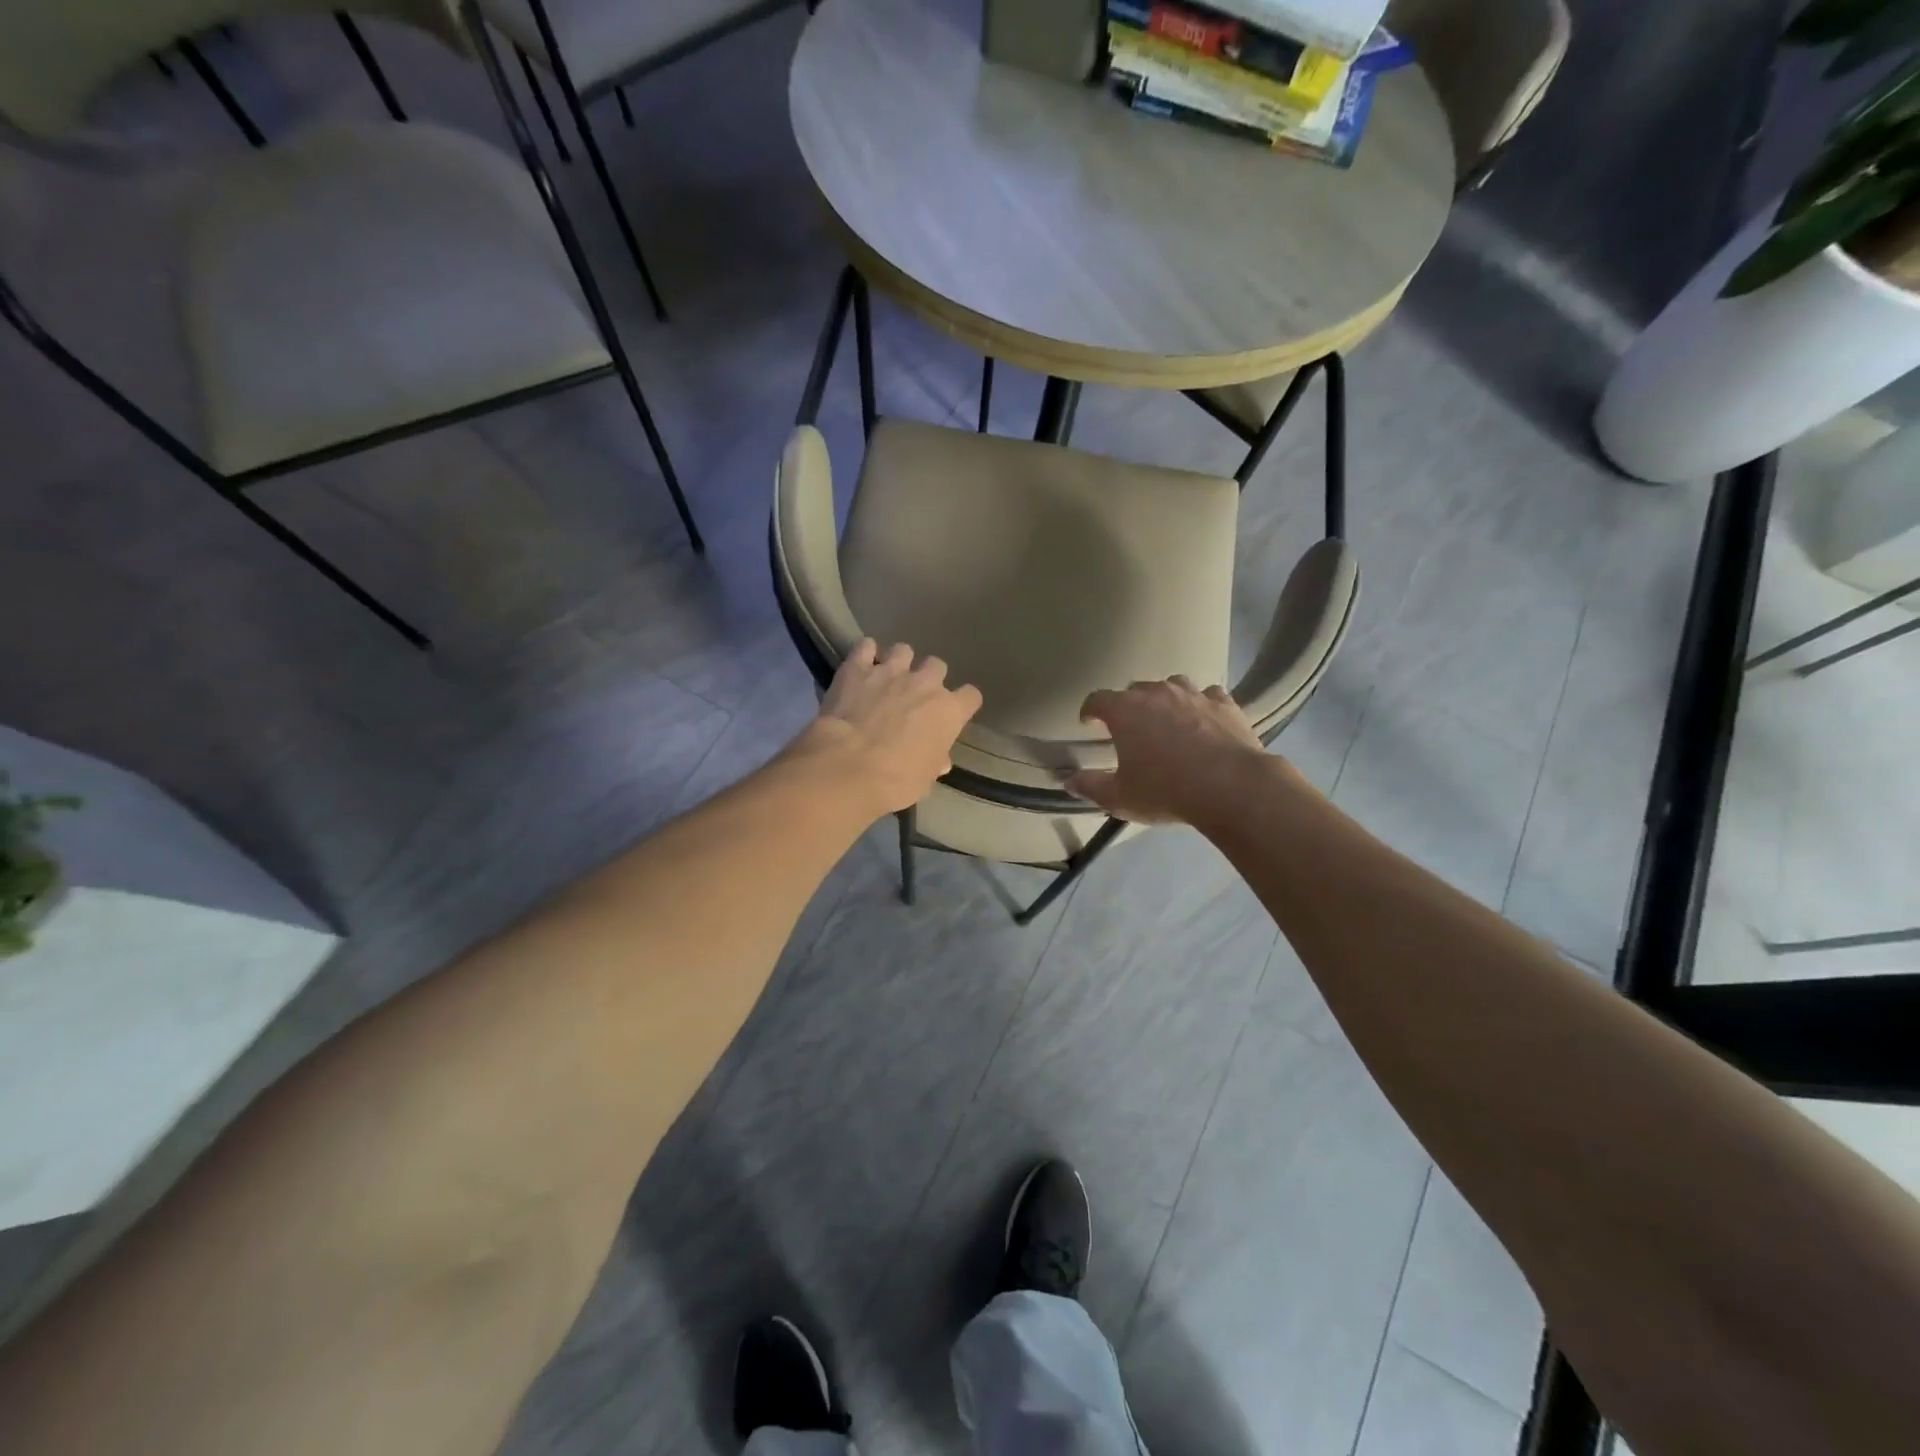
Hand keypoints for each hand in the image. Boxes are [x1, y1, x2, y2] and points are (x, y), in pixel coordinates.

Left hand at [794, 639, 982, 814]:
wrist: (847, 767)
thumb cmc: (895, 781)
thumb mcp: (924, 780)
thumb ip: (934, 762)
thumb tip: (940, 760)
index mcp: (948, 712)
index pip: (971, 696)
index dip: (963, 704)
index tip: (953, 714)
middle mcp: (925, 684)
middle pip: (937, 666)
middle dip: (929, 678)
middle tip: (915, 697)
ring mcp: (890, 671)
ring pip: (903, 650)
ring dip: (898, 662)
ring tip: (887, 678)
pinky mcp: (857, 668)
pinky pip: (865, 647)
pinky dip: (865, 654)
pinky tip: (860, 667)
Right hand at [1067, 677, 1274, 824]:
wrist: (1231, 787)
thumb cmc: (1166, 790)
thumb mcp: (1120, 797)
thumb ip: (1091, 787)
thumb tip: (1070, 781)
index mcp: (1125, 711)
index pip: (1097, 699)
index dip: (1090, 710)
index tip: (1088, 722)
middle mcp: (1157, 693)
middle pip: (1134, 690)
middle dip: (1128, 706)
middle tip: (1129, 729)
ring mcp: (1193, 694)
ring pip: (1172, 685)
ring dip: (1164, 699)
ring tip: (1166, 719)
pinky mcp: (1224, 703)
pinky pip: (1207, 695)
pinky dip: (1201, 704)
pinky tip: (1203, 720)